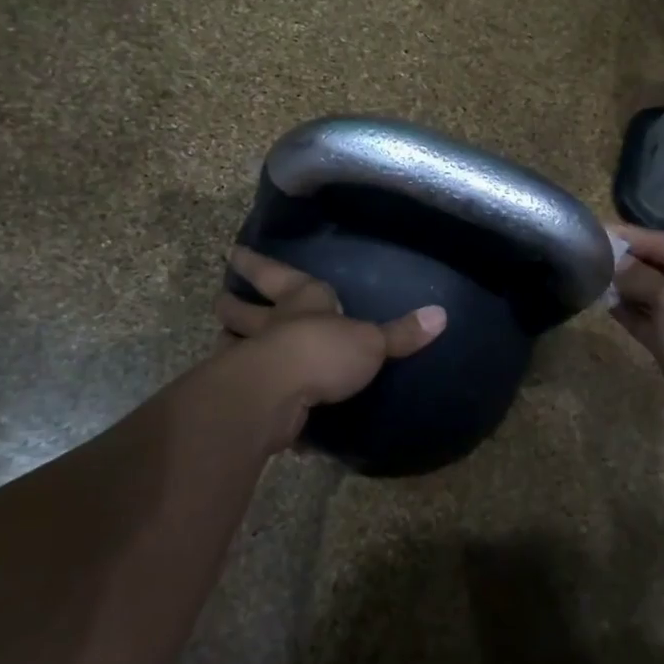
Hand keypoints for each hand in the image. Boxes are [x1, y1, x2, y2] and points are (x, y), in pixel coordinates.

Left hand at [215, 247, 446, 448]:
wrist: (277, 394)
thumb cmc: (323, 351)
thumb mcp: (371, 341)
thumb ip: (401, 333)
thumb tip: (442, 315)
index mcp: (300, 301)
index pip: (275, 274)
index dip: (256, 263)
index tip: (234, 253)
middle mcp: (271, 326)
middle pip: (243, 310)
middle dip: (233, 303)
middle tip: (221, 298)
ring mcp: (252, 361)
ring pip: (233, 346)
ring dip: (229, 344)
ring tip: (225, 343)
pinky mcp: (248, 397)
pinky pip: (250, 394)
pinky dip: (254, 400)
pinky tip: (260, 410)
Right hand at [608, 225, 663, 472]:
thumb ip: (642, 277)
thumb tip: (616, 263)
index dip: (635, 237)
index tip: (598, 230)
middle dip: (629, 262)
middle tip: (589, 254)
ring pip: (656, 297)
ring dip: (627, 288)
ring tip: (591, 276)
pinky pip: (652, 323)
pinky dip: (631, 313)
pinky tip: (605, 304)